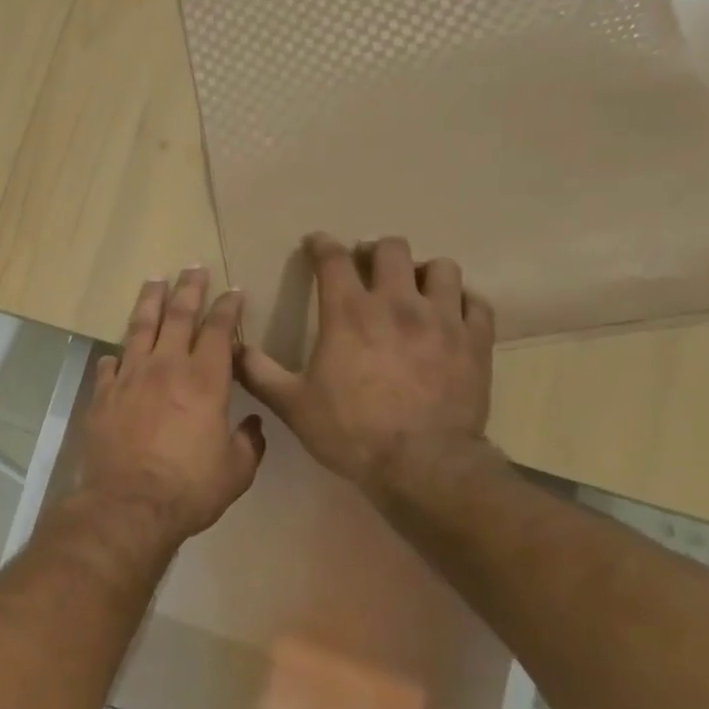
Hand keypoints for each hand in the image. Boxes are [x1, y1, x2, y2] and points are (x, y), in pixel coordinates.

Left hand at [76, 268, 265, 546]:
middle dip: (189, 289)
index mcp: (205, 380)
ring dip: (150, 301)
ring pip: (140, 327)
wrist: (129, 504)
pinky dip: (117, 355)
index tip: (233, 291)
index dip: (227, 308)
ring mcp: (130, 377)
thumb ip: (249, 443)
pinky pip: (110, 365)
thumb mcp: (236, 471)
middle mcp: (166, 367)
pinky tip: (117, 352)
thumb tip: (253, 425)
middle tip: (193, 267)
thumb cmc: (189, 488)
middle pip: (178, 315)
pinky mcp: (103, 394)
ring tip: (154, 280)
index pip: (218, 331)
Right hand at [239, 234, 495, 495]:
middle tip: (368, 267)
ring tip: (415, 288)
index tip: (316, 242)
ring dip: (424, 272)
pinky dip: (462, 301)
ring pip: (441, 268)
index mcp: (348, 312)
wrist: (423, 465)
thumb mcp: (292, 404)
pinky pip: (476, 302)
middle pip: (392, 249)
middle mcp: (397, 303)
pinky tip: (452, 313)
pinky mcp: (475, 341)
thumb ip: (258, 372)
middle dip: (375, 251)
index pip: (333, 259)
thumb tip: (232, 347)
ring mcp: (442, 319)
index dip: (322, 244)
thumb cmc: (351, 431)